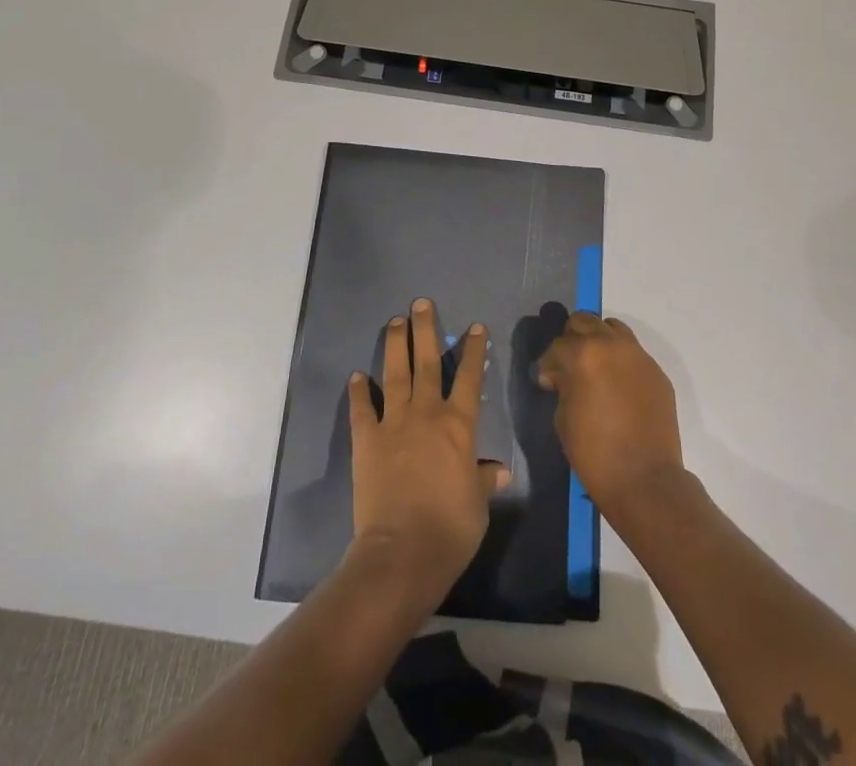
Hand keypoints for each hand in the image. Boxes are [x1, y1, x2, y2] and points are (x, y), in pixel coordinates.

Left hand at [348, 299, 509, 604]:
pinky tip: (357, 376)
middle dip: (426, 329)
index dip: (473, 350)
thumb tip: (498, 470)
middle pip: (428, 362)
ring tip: (395, 321)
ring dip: (396, 345)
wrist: (403, 551)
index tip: (474, 326)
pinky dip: (360, 392)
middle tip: (421, 303)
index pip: (469, 377)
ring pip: (396, 373)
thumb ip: (483, 479)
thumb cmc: (450, 528)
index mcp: (458, 425)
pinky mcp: (366, 440)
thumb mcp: (478, 505)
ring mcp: (393, 423)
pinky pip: (362, 409)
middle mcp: (426, 414)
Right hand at [535, 313, 684, 520]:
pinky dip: (621, 361)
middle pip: (585, 322)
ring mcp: (639, 356)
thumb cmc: (594, 452)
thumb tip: (563, 377)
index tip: (546, 382)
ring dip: (599, 341)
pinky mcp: (657, 372)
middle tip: (568, 366)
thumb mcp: (563, 417)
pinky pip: (634, 354)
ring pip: (613, 329)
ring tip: (595, 368)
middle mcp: (612, 345)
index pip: (558, 346)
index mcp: (584, 354)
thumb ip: (563, 385)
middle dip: (572, 340)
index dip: (548, 364)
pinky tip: (618, 387)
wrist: (645, 480)